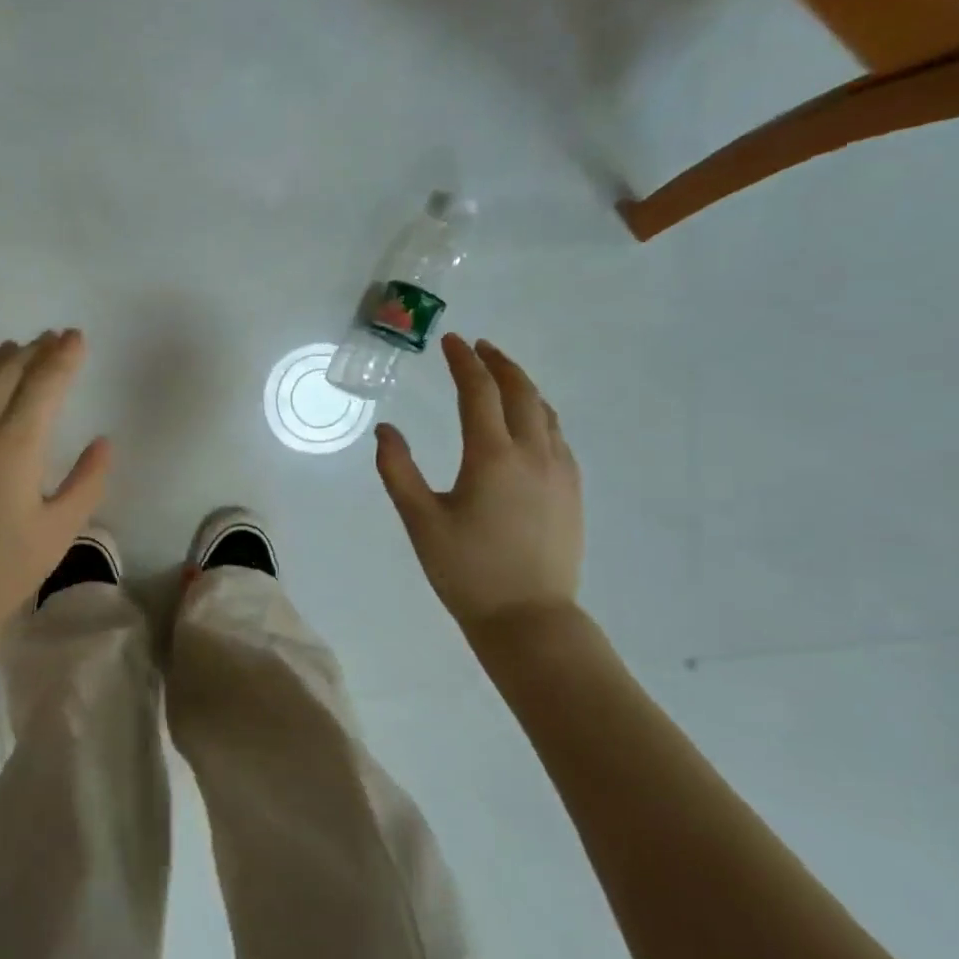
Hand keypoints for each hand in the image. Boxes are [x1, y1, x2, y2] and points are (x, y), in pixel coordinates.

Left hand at [0, 331, 111, 645]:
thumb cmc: (8, 566)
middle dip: (33, 350)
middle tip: (52, 339)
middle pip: (8, 371)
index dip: (63, 356)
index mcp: (18, 443)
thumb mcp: (62, 528)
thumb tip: (104, 442)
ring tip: (16, 348)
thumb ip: (88, 480)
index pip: (45, 382)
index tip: (76, 337)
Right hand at [374, 334, 582, 635]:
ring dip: (522, 386)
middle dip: (498, 363)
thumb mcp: (419, 520)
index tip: (451, 341)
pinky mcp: (572, 491)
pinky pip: (558, 436)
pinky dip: (539, 414)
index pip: (479, 392)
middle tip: (478, 347)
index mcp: (492, 456)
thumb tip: (385, 430)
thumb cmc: (466, 570)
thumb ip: (398, 470)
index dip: (463, 361)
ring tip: (502, 376)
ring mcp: (560, 471)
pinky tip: (528, 424)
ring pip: (545, 412)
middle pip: (520, 391)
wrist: (528, 618)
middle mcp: (533, 453)